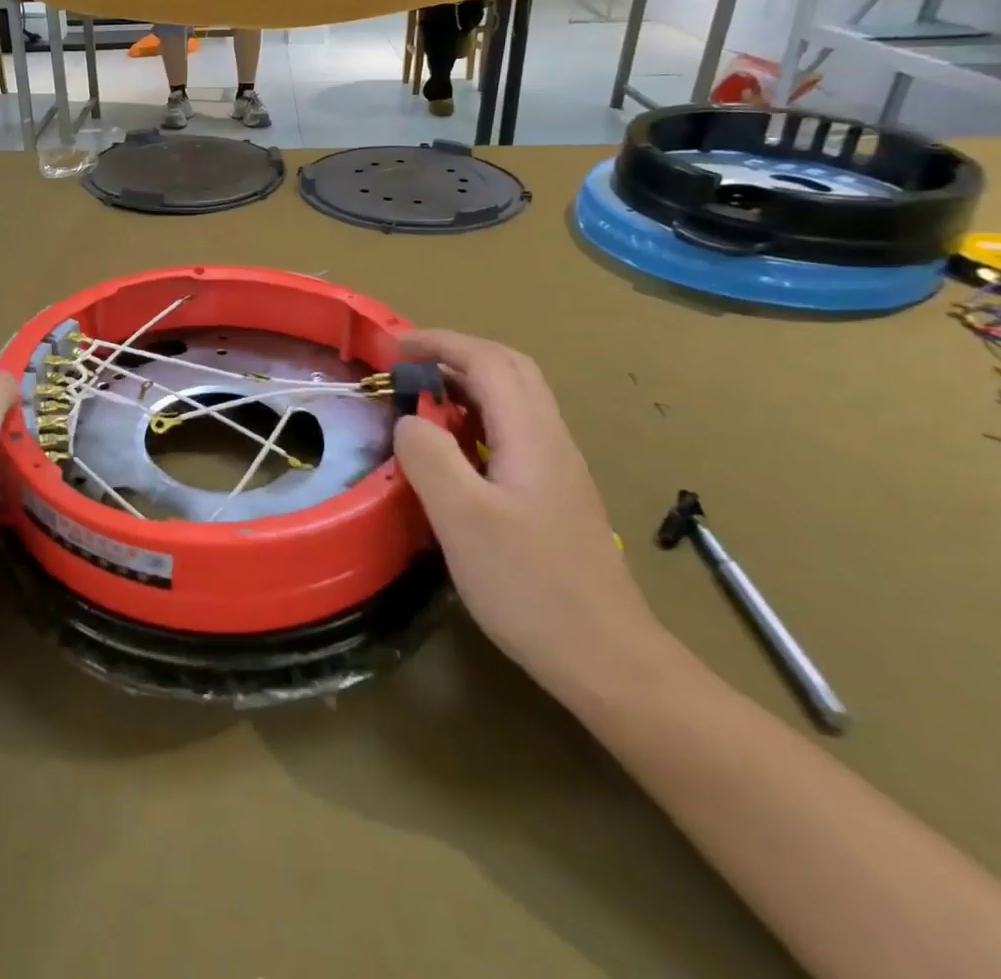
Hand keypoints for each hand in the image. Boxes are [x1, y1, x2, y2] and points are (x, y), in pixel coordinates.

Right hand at [392, 330, 670, 704]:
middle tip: (408, 364)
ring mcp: (557, 468)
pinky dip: (475, 419)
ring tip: (421, 401)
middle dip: (456, 354)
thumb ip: (430, 456)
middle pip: (509, 370)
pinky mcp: (554, 496)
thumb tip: (409, 420)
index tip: (393, 345)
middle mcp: (551, 439)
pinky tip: (452, 452)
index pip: (488, 360)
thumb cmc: (529, 585)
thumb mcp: (462, 518)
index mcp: (532, 435)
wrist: (606, 659)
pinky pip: (512, 432)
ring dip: (466, 385)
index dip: (440, 342)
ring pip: (514, 401)